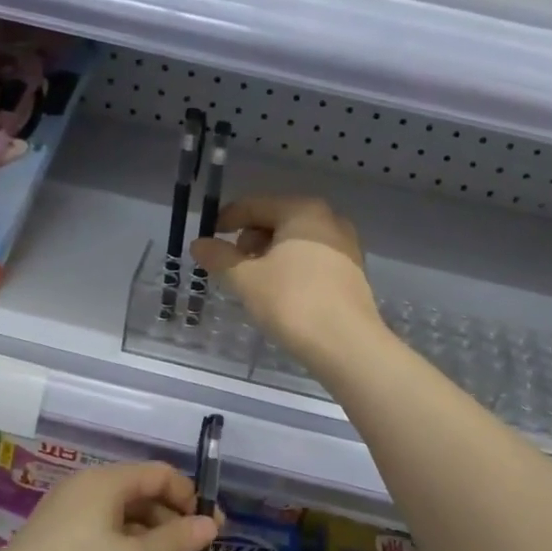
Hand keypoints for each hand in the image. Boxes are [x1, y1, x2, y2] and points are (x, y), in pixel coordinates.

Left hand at [0, 462, 218, 550]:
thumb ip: (174, 541)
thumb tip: (211, 525)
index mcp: (106, 481)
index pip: (160, 474)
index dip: (190, 498)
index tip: (211, 530)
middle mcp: (90, 489)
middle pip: (145, 498)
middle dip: (175, 528)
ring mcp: (74, 515)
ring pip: (128, 523)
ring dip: (157, 548)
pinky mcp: (63, 541)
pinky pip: (109, 539)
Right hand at [191, 195, 379, 369]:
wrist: (347, 344)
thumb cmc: (292, 302)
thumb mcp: (246, 279)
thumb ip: (219, 257)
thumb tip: (198, 244)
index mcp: (302, 210)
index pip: (254, 206)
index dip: (226, 219)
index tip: (208, 237)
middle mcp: (329, 219)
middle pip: (278, 220)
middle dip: (250, 239)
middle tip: (232, 264)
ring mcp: (346, 246)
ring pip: (297, 241)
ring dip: (271, 255)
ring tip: (254, 281)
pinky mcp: (353, 272)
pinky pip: (313, 259)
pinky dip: (292, 268)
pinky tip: (281, 292)